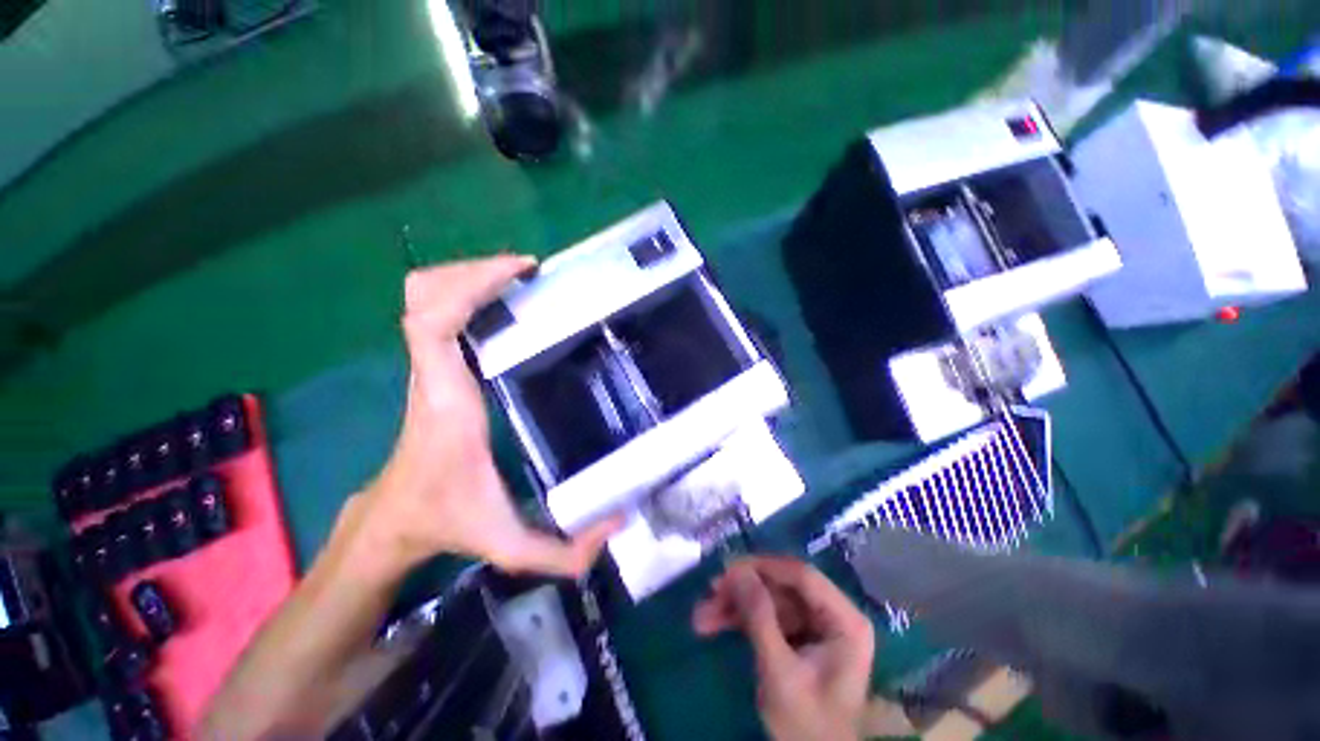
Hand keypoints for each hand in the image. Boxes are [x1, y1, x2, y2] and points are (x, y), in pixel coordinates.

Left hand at [361, 255, 619, 577]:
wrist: (394, 521)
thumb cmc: (446, 521)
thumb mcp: (507, 543)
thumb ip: (562, 551)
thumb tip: (618, 525)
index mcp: (446, 400)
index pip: (431, 324)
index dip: (468, 286)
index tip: (518, 271)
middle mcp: (431, 373)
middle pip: (423, 295)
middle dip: (472, 270)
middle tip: (526, 271)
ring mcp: (427, 368)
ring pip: (423, 299)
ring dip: (466, 277)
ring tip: (517, 278)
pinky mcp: (432, 370)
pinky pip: (434, 314)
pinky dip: (462, 295)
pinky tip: (500, 302)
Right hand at [693, 556, 874, 740]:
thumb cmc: (807, 724)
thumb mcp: (781, 672)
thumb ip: (760, 618)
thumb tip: (736, 570)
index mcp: (844, 620)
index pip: (801, 576)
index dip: (763, 568)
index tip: (728, 570)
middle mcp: (831, 614)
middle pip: (781, 587)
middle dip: (743, 592)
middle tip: (710, 593)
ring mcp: (814, 625)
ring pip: (769, 600)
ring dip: (735, 607)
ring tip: (701, 616)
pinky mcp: (798, 636)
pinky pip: (766, 617)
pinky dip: (740, 620)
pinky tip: (714, 622)